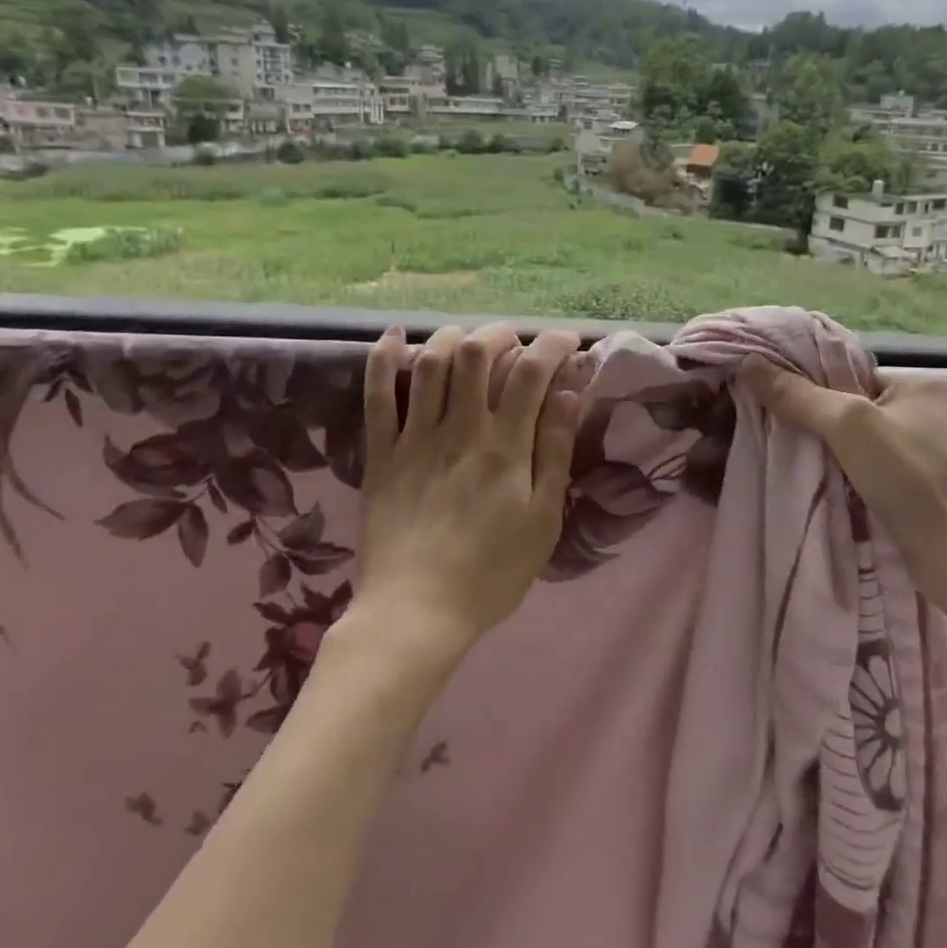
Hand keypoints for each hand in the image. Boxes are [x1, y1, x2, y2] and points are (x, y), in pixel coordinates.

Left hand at [353, 324, 587, 657]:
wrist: (416, 613)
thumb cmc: (491, 572)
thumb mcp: (543, 519)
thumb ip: (555, 450)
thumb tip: (569, 392)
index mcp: (505, 447)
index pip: (531, 372)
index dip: (553, 345)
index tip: (568, 343)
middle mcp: (460, 429)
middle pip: (477, 352)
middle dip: (501, 334)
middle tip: (516, 345)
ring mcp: (415, 438)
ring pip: (431, 362)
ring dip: (453, 337)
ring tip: (469, 342)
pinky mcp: (381, 453)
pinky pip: (377, 395)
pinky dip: (384, 359)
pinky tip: (395, 336)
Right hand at [737, 358, 946, 597]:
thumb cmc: (914, 480)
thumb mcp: (849, 426)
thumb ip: (798, 395)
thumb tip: (748, 362)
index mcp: (919, 383)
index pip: (848, 371)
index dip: (808, 384)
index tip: (768, 399)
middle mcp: (927, 411)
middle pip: (850, 406)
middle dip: (814, 421)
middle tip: (771, 431)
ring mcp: (927, 452)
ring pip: (857, 442)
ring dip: (826, 453)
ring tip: (786, 459)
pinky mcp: (922, 488)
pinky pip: (868, 470)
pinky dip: (844, 476)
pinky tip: (817, 485)